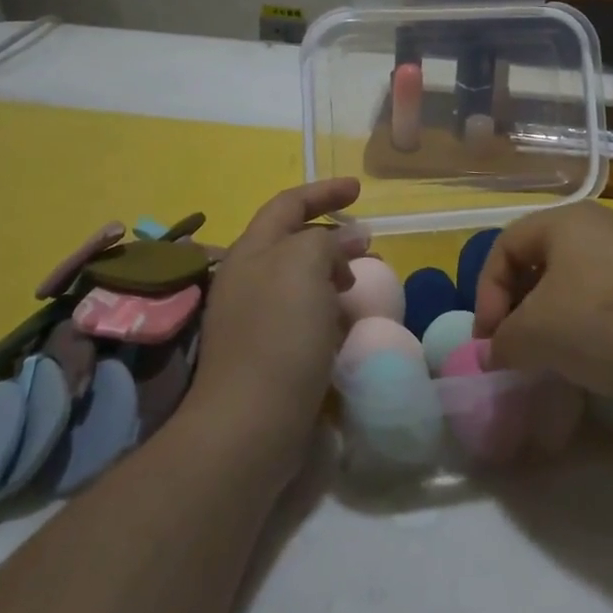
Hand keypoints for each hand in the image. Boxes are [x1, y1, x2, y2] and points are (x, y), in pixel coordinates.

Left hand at [190, 179, 365, 459]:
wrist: (250, 423)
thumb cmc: (279, 333)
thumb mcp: (304, 266)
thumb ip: (326, 241)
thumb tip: (346, 240)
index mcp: (250, 251)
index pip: (288, 204)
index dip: (324, 191)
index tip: (359, 190)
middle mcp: (246, 279)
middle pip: (291, 241)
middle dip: (330, 236)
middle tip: (366, 245)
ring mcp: (253, 318)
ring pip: (299, 280)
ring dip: (330, 274)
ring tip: (358, 285)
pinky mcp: (265, 353)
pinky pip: (301, 315)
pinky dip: (326, 309)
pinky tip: (344, 324)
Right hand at [472, 203, 612, 401]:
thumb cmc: (603, 320)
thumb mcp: (536, 334)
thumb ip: (503, 341)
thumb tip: (495, 352)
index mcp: (566, 219)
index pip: (505, 245)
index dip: (487, 292)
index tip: (490, 340)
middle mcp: (603, 225)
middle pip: (542, 260)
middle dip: (519, 306)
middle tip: (516, 348)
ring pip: (577, 281)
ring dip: (554, 319)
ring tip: (554, 357)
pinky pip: (611, 298)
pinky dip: (591, 325)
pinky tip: (598, 358)